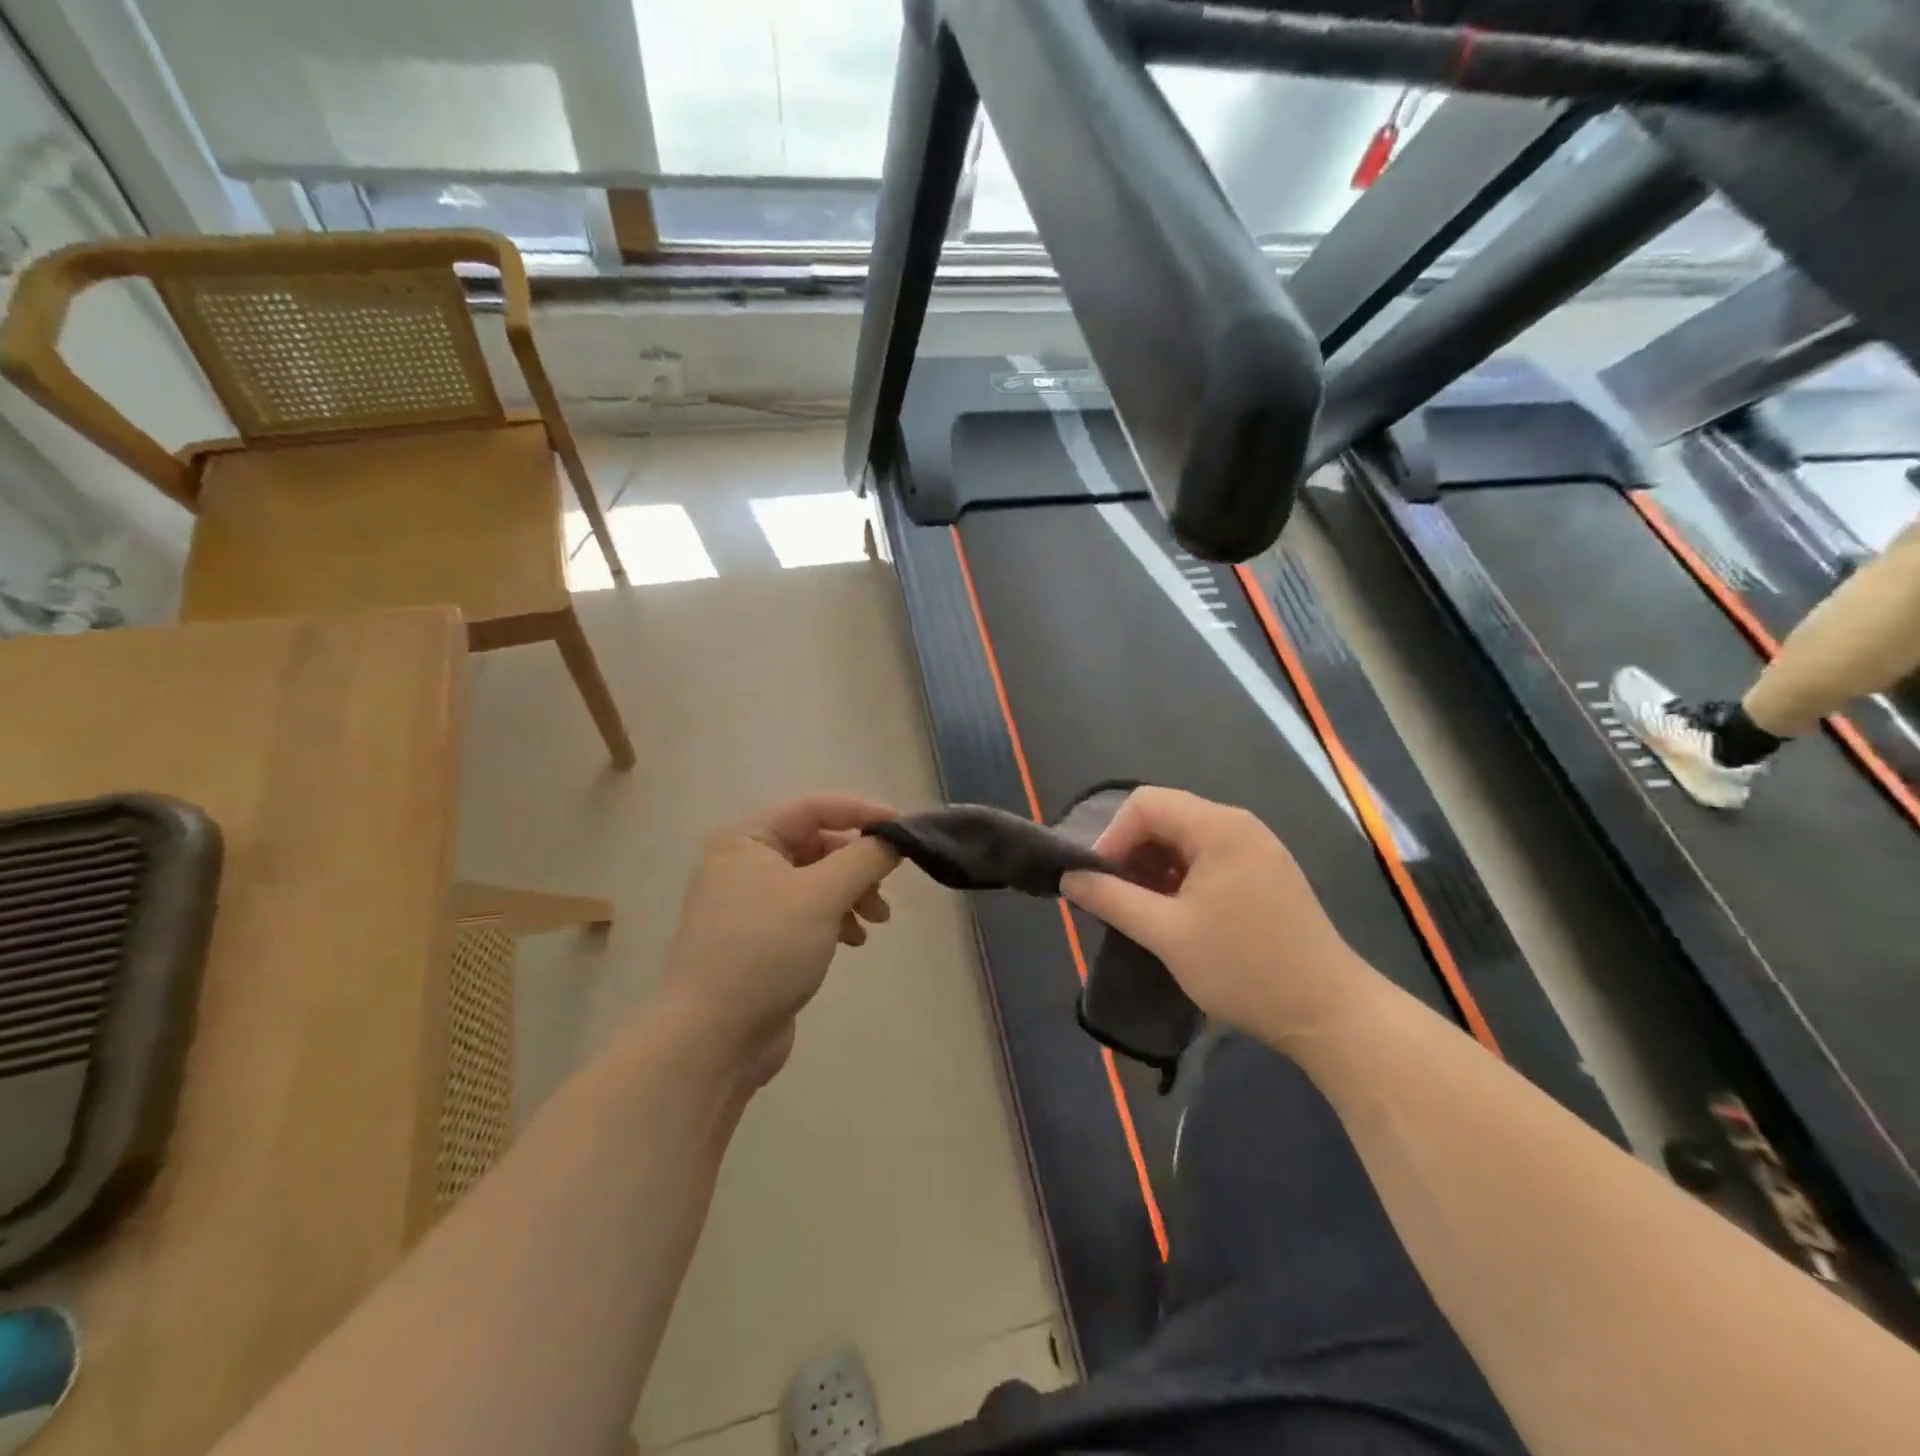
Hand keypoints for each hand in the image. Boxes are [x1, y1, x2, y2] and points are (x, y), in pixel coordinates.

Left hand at [662, 796, 900, 1083]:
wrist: (713, 1038)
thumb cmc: (765, 950)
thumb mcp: (821, 895)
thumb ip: (865, 859)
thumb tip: (897, 839)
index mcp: (747, 841)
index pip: (814, 808)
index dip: (861, 812)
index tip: (903, 829)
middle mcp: (745, 864)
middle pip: (818, 844)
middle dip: (858, 863)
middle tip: (886, 886)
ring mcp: (751, 905)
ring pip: (817, 881)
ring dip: (852, 893)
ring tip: (876, 920)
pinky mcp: (763, 940)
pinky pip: (809, 912)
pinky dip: (836, 919)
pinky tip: (853, 942)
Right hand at [1060, 787, 1368, 1043]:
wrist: (1329, 1014)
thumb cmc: (1243, 967)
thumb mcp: (1166, 934)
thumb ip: (1111, 899)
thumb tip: (1069, 878)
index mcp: (1218, 827)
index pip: (1145, 804)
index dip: (1111, 836)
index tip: (1098, 881)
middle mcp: (1239, 826)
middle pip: (1166, 817)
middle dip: (1131, 853)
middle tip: (1114, 898)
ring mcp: (1257, 850)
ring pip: (1185, 840)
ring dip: (1154, 868)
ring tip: (1140, 910)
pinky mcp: (1265, 875)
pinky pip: (1208, 859)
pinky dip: (1180, 878)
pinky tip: (1174, 914)